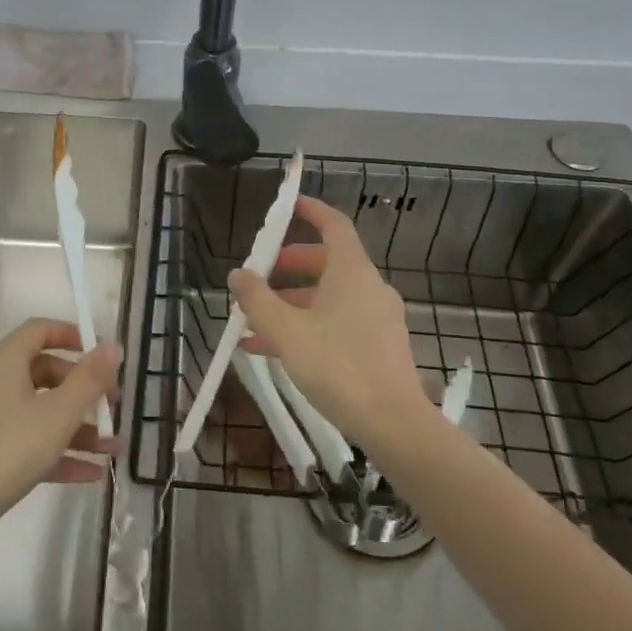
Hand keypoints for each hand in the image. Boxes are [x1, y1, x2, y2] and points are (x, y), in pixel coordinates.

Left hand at [0, 319, 121, 550]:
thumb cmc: (9, 450)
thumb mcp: (59, 413)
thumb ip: (89, 379)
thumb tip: (112, 346)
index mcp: (5, 362)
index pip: (39, 330)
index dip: (72, 335)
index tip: (102, 355)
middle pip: (45, 373)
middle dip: (83, 389)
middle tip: (112, 406)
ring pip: (41, 412)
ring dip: (78, 427)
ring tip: (113, 448)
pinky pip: (30, 441)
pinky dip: (59, 452)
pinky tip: (92, 473)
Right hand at [232, 195, 433, 447]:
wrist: (393, 424)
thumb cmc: (337, 367)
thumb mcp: (286, 331)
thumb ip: (257, 300)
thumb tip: (238, 274)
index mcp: (352, 272)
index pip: (334, 225)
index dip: (312, 211)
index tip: (290, 206)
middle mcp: (369, 287)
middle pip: (327, 263)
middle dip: (290, 268)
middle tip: (261, 276)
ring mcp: (378, 318)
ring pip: (329, 298)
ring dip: (292, 305)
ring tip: (254, 326)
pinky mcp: (380, 346)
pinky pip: (338, 323)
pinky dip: (308, 327)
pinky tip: (275, 353)